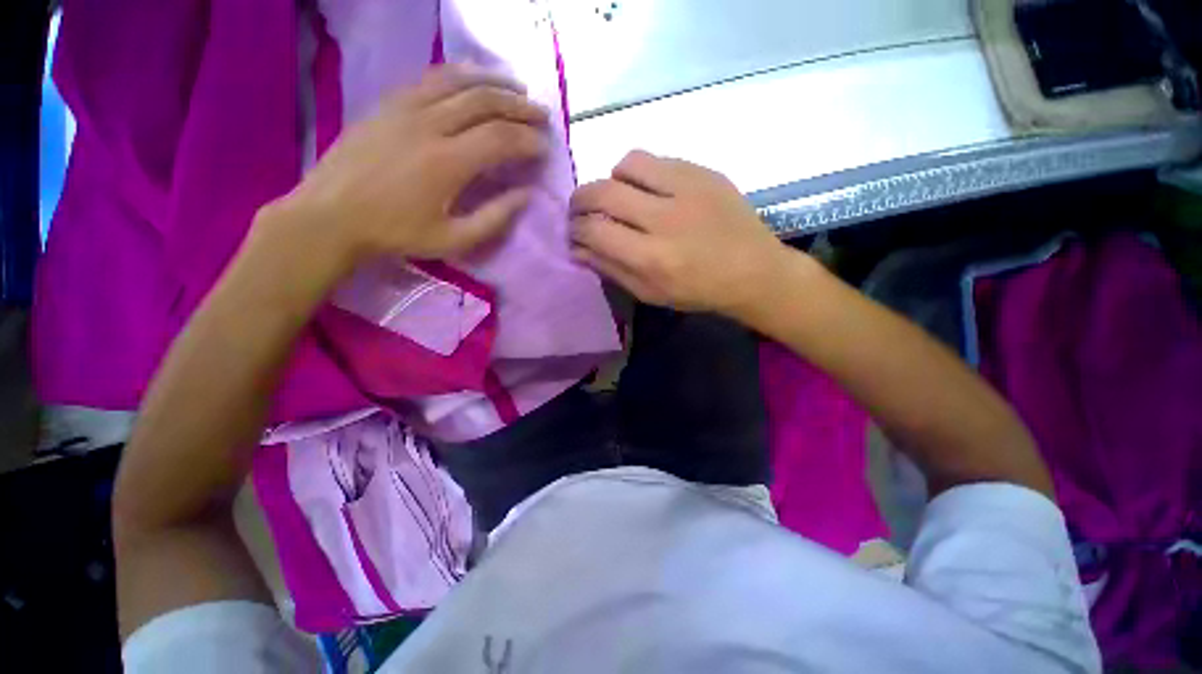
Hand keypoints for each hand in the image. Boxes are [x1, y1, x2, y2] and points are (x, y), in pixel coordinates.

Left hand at [270, 64, 550, 272]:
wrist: (331, 216)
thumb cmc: (396, 233)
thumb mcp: (453, 239)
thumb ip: (495, 218)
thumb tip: (526, 195)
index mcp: (447, 163)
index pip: (501, 139)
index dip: (529, 141)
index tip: (545, 148)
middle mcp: (429, 125)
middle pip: (485, 102)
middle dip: (520, 107)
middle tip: (542, 115)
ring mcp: (405, 107)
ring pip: (459, 81)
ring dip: (494, 82)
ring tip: (518, 88)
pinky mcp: (388, 103)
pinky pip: (430, 77)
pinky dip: (459, 75)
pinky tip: (474, 78)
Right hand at [570, 151, 789, 316]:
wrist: (753, 271)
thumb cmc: (698, 291)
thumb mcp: (650, 293)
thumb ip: (611, 269)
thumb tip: (577, 249)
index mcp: (652, 258)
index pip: (595, 231)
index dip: (576, 230)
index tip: (574, 232)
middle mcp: (665, 219)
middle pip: (603, 193)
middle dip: (580, 200)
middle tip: (580, 210)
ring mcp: (687, 189)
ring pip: (628, 164)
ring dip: (611, 180)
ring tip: (617, 197)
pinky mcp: (704, 172)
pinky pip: (657, 160)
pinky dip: (641, 174)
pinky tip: (648, 190)